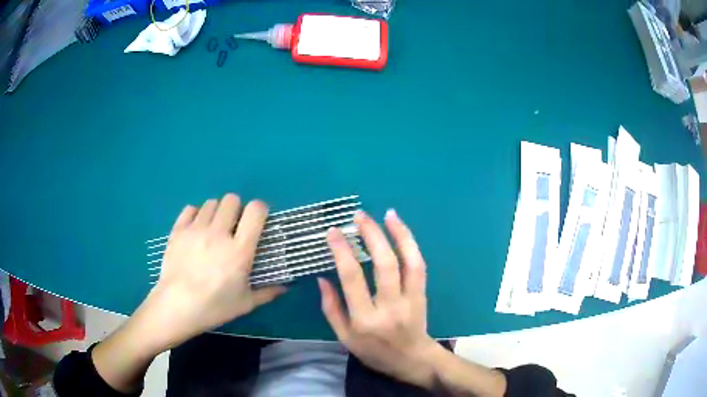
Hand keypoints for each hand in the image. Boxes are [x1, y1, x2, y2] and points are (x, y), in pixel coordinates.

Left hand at [136, 194, 285, 352]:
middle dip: (236, 209)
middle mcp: (219, 233)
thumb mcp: (245, 304)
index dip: (260, 210)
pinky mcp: (178, 230)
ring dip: (216, 212)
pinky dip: (196, 215)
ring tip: (213, 229)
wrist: (176, 306)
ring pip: (211, 203)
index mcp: (239, 250)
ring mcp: (196, 229)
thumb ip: (267, 293)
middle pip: (232, 200)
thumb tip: (285, 288)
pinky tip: (196, 229)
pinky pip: (190, 209)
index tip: (258, 220)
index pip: (256, 211)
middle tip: (233, 227)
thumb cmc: (214, 307)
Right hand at [318, 210, 441, 387]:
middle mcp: (389, 307)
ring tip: (388, 214)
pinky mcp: (422, 294)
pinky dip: (411, 245)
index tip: (333, 231)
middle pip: (384, 264)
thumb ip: (331, 308)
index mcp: (365, 319)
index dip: (342, 251)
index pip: (352, 278)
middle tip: (359, 216)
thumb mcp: (345, 337)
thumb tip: (322, 278)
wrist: (412, 359)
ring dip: (398, 234)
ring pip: (408, 262)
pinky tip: (401, 230)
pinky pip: (419, 266)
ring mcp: (410, 299)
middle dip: (371, 235)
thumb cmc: (374, 351)